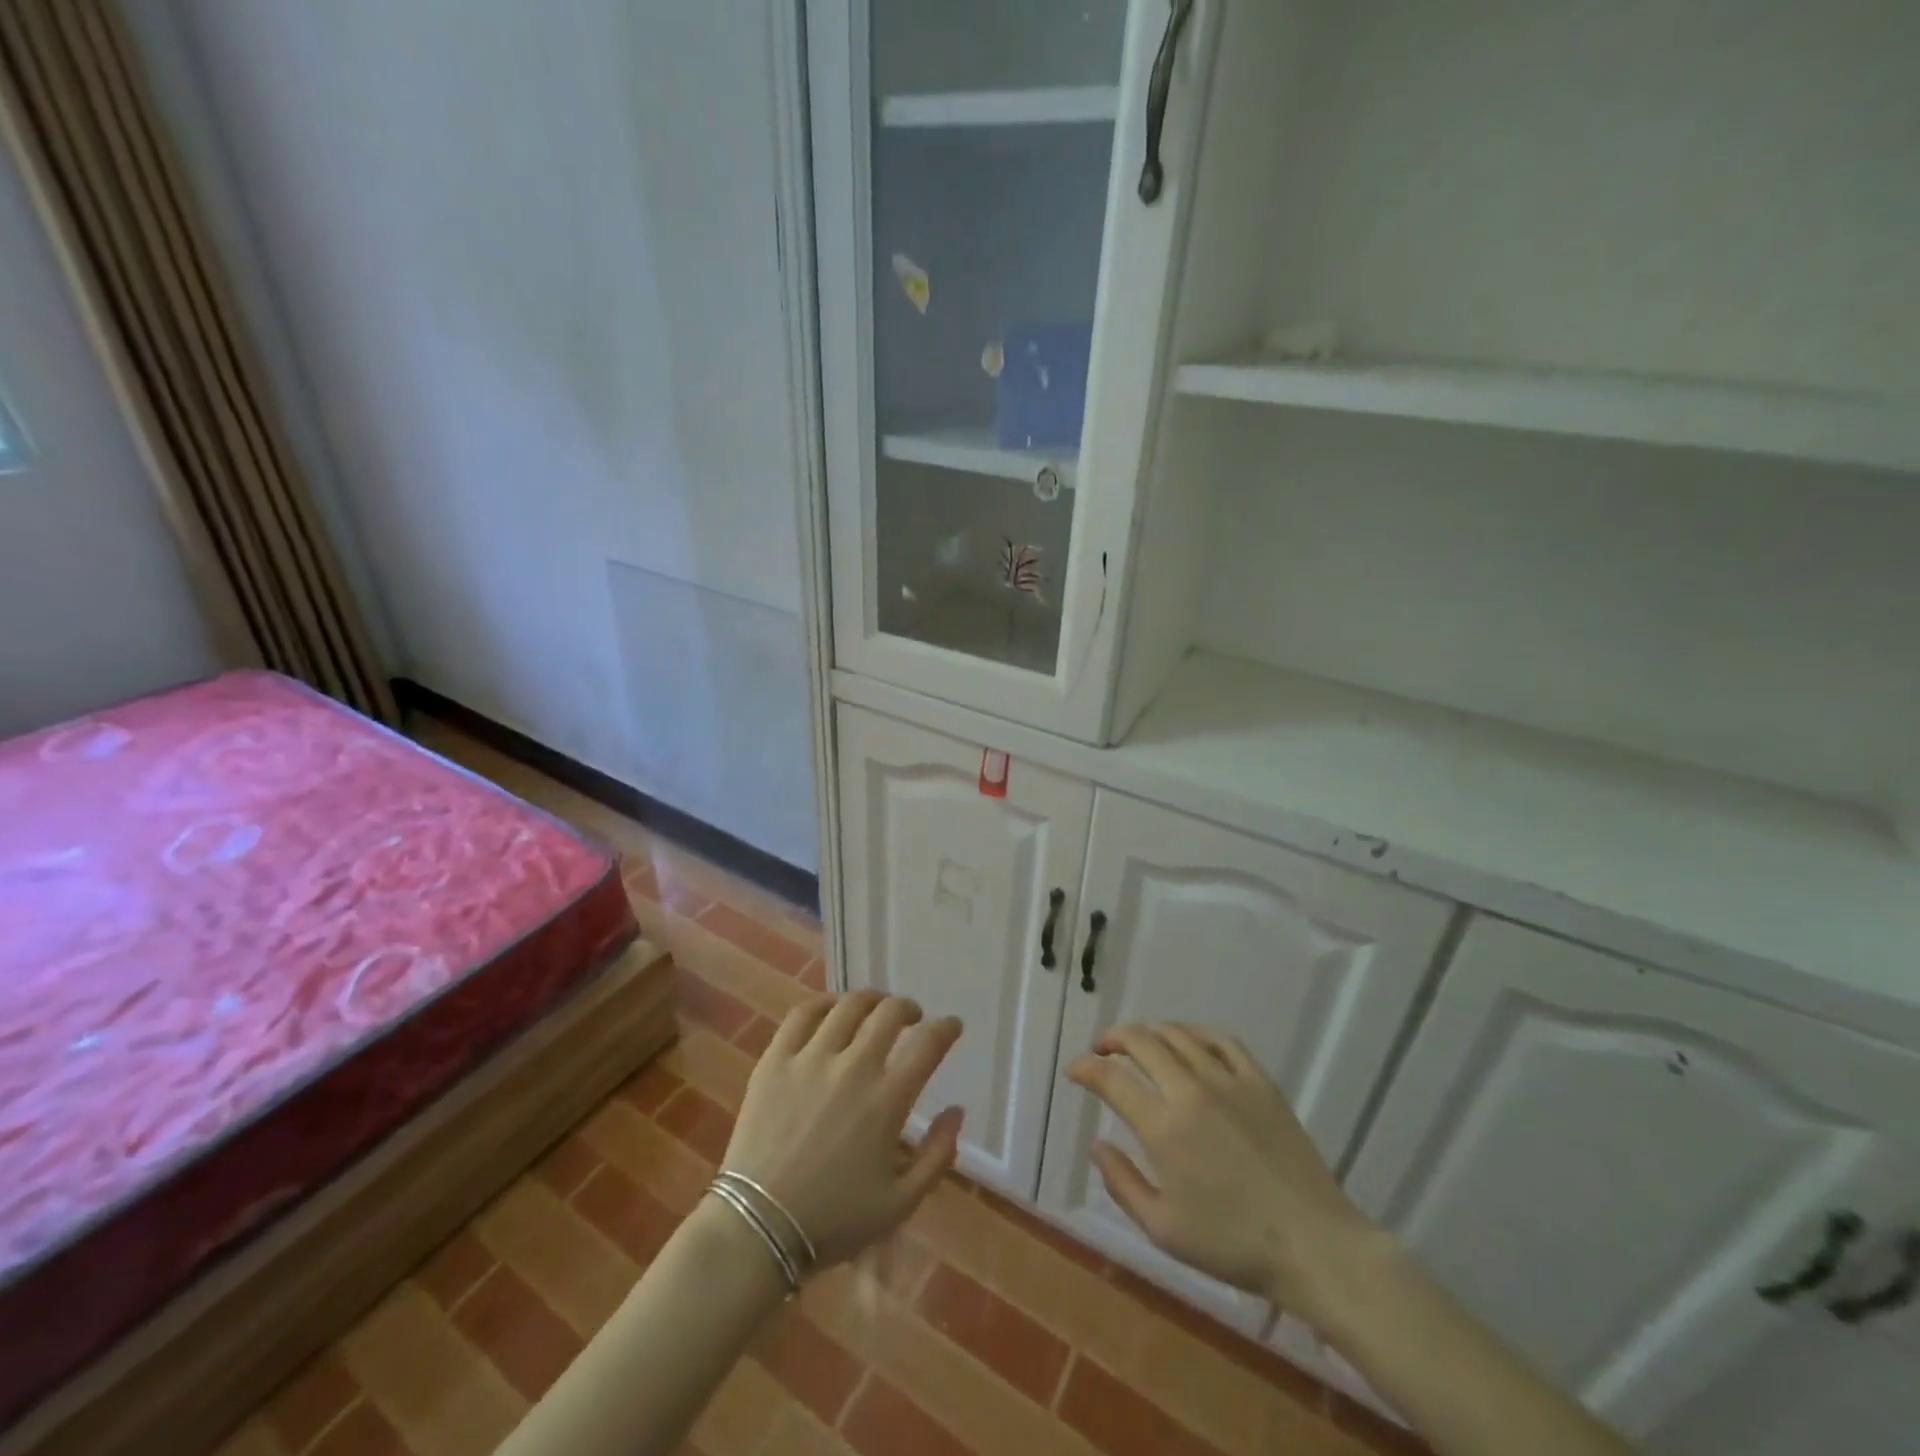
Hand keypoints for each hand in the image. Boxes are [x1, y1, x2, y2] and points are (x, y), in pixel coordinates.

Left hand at [722, 990, 963, 1267]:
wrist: (756, 1229)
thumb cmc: (833, 1222)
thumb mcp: (900, 1204)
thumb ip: (937, 1156)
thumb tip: (956, 1111)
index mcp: (887, 1100)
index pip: (928, 1044)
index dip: (946, 1028)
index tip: (952, 1025)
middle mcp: (853, 1067)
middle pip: (889, 1013)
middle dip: (908, 1008)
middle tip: (911, 1017)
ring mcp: (810, 1059)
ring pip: (848, 1006)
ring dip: (870, 1001)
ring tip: (874, 1008)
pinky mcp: (775, 1060)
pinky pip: (801, 1014)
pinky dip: (822, 1003)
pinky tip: (830, 1009)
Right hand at [1066, 1023, 1386, 1323]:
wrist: (1313, 1245)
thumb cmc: (1233, 1245)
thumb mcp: (1163, 1229)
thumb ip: (1122, 1183)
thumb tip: (1097, 1145)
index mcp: (1163, 1127)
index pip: (1110, 1079)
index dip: (1085, 1068)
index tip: (1075, 1071)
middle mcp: (1190, 1091)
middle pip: (1141, 1041)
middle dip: (1113, 1039)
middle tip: (1103, 1050)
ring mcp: (1228, 1080)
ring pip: (1178, 1034)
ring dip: (1149, 1031)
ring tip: (1139, 1042)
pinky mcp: (1259, 1081)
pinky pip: (1221, 1040)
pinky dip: (1195, 1033)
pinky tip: (1188, 1041)